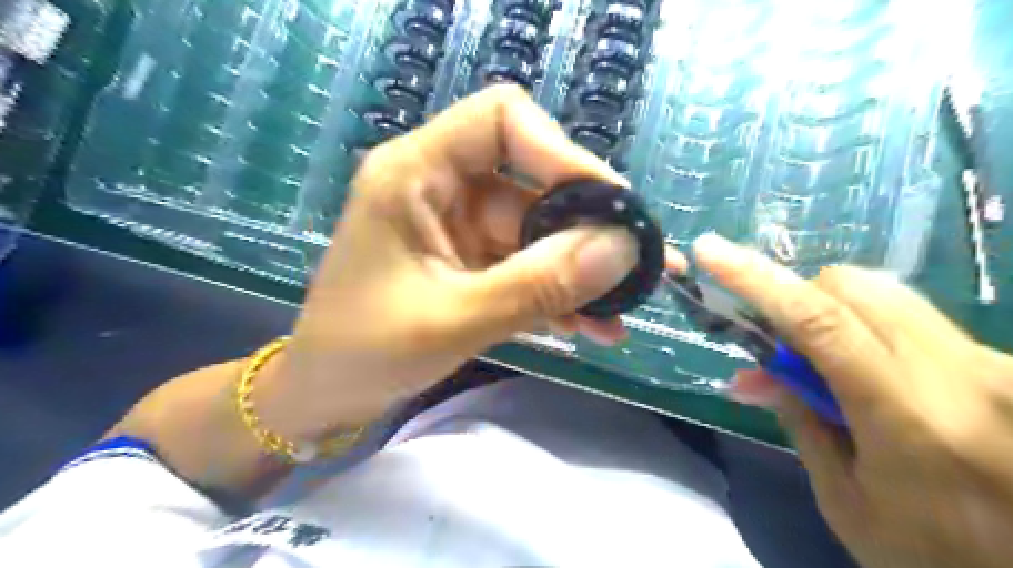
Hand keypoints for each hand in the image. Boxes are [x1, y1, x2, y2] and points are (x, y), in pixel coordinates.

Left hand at [258, 89, 652, 441]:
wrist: (327, 394)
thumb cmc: (364, 352)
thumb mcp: (453, 321)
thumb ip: (536, 285)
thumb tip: (620, 251)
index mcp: (416, 173)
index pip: (502, 120)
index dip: (561, 153)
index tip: (610, 206)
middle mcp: (442, 187)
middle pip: (533, 183)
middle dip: (588, 228)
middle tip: (641, 266)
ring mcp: (459, 227)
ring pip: (538, 231)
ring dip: (581, 270)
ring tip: (627, 306)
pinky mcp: (471, 261)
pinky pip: (527, 264)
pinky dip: (559, 292)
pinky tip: (593, 326)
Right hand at [697, 232, 1012, 566]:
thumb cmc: (938, 556)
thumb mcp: (847, 501)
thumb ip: (799, 421)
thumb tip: (750, 375)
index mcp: (910, 415)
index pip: (818, 320)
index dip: (757, 280)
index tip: (710, 252)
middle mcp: (960, 371)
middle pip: (852, 287)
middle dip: (798, 299)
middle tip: (779, 349)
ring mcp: (991, 362)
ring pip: (884, 295)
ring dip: (831, 314)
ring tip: (823, 368)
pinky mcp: (1001, 364)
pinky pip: (913, 319)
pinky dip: (867, 331)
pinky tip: (868, 378)